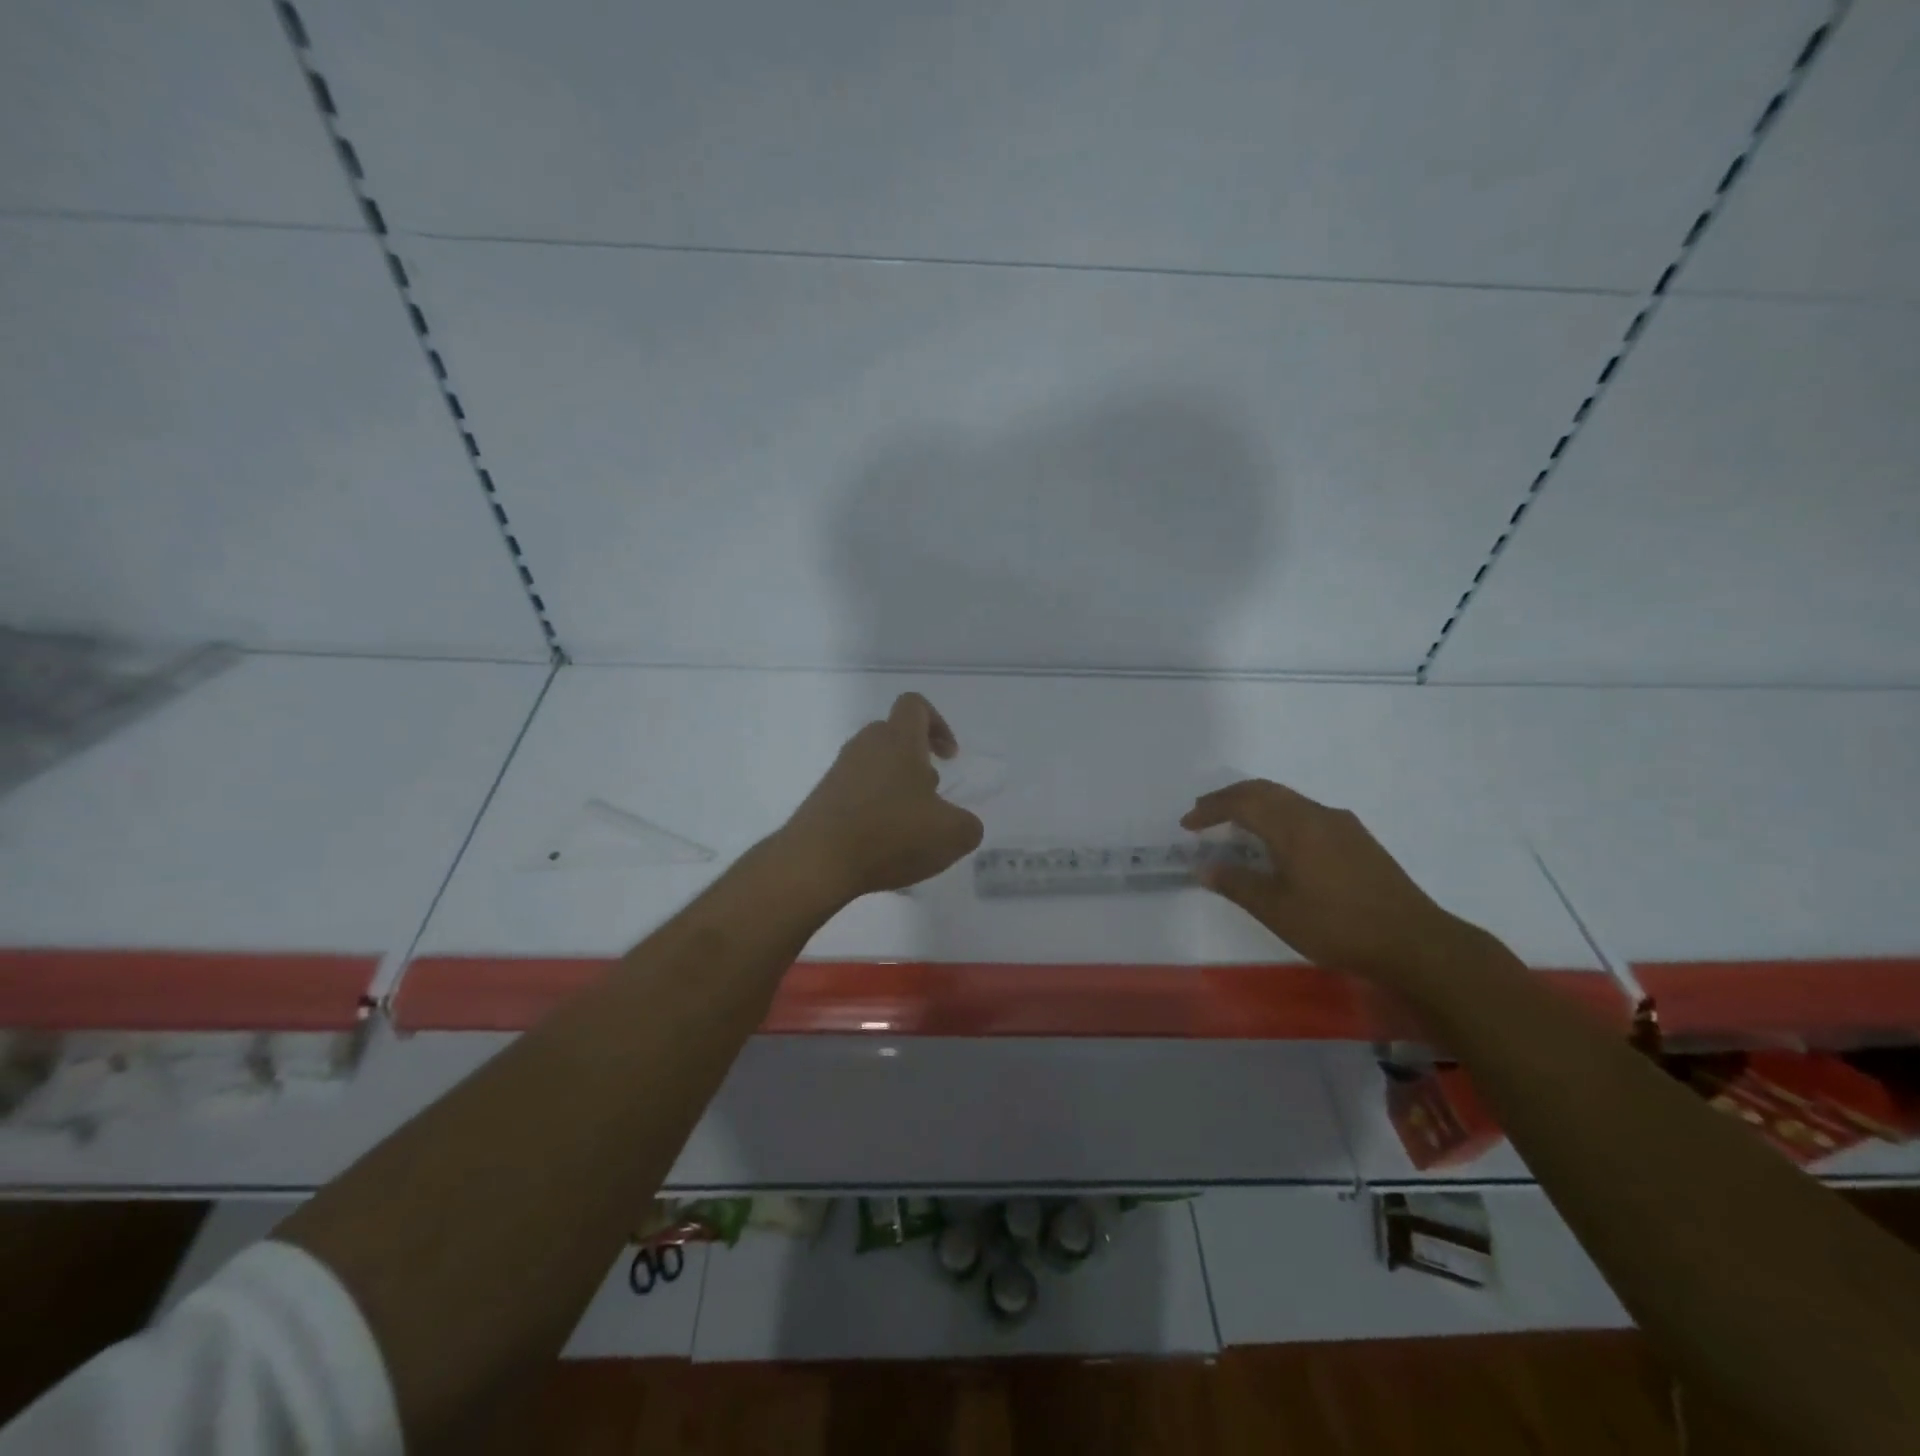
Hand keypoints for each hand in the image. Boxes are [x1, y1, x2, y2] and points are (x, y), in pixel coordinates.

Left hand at [781, 693, 985, 901]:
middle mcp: (865, 746)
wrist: (815, 862)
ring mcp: (839, 772)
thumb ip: (967, 824)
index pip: (915, 705)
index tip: (948, 757)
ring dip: (896, 788)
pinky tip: (882, 845)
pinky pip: (856, 792)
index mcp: (898, 740)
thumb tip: (960, 822)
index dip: (938, 724)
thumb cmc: (890, 835)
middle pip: (894, 736)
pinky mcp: (822, 798)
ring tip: (909, 827)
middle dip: (917, 761)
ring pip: (875, 766)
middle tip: (931, 796)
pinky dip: (873, 809)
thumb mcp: (952, 835)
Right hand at [1181, 779, 1477, 981]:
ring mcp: (1341, 825)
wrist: (1415, 941)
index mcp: (1294, 826)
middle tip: (1203, 813)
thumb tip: (1204, 867)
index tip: (1187, 824)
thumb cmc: (1337, 925)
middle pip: (1265, 791)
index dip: (1211, 809)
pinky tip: (1278, 842)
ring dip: (1255, 805)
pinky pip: (1306, 812)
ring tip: (1234, 825)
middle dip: (1230, 798)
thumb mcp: (1277, 910)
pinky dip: (1278, 815)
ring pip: (1288, 799)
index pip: (1242, 803)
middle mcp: (1317, 814)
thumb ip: (1237, 884)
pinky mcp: (1357, 839)